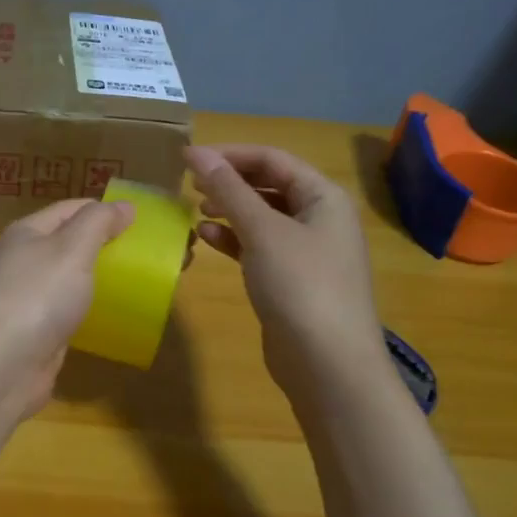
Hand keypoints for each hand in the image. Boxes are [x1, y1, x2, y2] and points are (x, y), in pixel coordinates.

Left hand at [0, 198, 135, 418]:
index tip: (143, 219)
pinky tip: (112, 318)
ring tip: (139, 283)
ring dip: (98, 280)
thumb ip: (98, 223)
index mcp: (25, 233)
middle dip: (104, 245)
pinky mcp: (32, 334)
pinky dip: (88, 311)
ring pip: (68, 281)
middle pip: (68, 244)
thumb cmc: (34, 297)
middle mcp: (21, 262)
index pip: (70, 209)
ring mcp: (24, 300)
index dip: (104, 210)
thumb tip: (124, 205)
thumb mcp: (71, 249)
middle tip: (148, 254)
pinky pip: (66, 313)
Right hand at [187, 144, 388, 403]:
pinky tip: (207, 238)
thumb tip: (197, 152)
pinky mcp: (290, 279)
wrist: (328, 364)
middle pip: (268, 185)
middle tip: (189, 184)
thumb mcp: (262, 231)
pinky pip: (258, 246)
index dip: (230, 154)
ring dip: (229, 210)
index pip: (273, 159)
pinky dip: (233, 239)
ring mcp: (306, 251)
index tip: (188, 158)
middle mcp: (319, 218)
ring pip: (261, 217)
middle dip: (229, 181)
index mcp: (323, 197)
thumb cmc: (300, 285)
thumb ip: (228, 190)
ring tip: (195, 210)